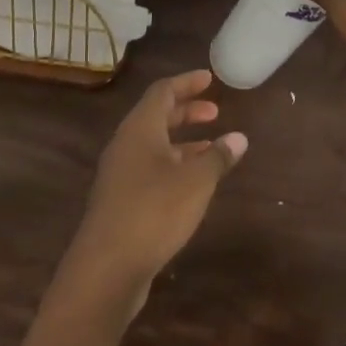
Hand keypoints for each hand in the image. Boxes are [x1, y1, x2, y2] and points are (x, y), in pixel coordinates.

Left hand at [56, 70, 246, 321]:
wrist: (107, 266)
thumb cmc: (154, 211)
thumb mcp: (195, 182)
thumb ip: (218, 157)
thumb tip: (238, 137)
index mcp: (139, 129)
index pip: (162, 92)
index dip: (187, 82)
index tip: (210, 79)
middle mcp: (125, 145)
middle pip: (156, 116)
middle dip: (186, 111)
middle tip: (214, 112)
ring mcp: (119, 174)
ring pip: (153, 145)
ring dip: (181, 141)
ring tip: (211, 146)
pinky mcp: (120, 200)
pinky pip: (149, 169)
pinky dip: (173, 164)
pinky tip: (192, 182)